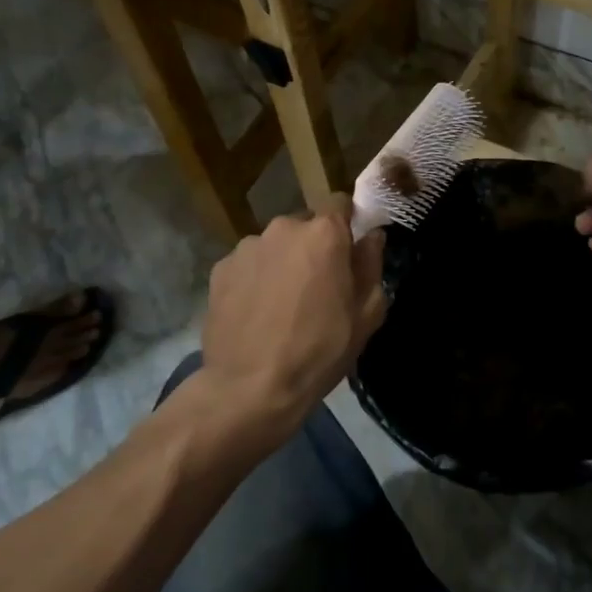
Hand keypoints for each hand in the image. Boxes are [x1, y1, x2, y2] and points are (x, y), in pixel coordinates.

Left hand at [199, 196, 387, 445]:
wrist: (249, 389)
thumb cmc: (319, 351)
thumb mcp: (365, 314)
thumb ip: (371, 265)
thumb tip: (371, 236)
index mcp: (324, 233)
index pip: (340, 202)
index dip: (347, 222)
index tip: (349, 249)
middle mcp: (283, 228)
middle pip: (306, 225)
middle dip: (314, 245)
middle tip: (318, 284)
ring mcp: (247, 247)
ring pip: (275, 245)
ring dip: (283, 262)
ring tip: (282, 303)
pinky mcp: (220, 269)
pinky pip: (248, 264)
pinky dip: (255, 278)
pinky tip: (256, 312)